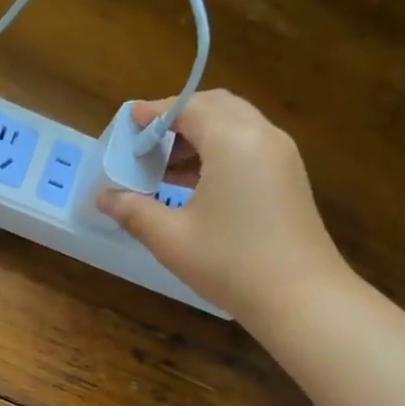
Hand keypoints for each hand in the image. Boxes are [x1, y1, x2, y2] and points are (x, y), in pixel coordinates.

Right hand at [98, 90, 352, 325]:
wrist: (301, 299)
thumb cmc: (231, 264)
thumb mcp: (171, 238)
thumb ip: (134, 211)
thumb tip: (103, 198)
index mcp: (232, 140)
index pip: (187, 108)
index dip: (153, 113)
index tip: (128, 123)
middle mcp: (261, 135)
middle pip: (214, 107)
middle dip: (177, 119)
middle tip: (146, 144)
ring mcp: (282, 155)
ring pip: (234, 125)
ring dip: (199, 136)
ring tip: (165, 167)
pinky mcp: (290, 177)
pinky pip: (249, 145)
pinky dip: (219, 150)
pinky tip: (196, 183)